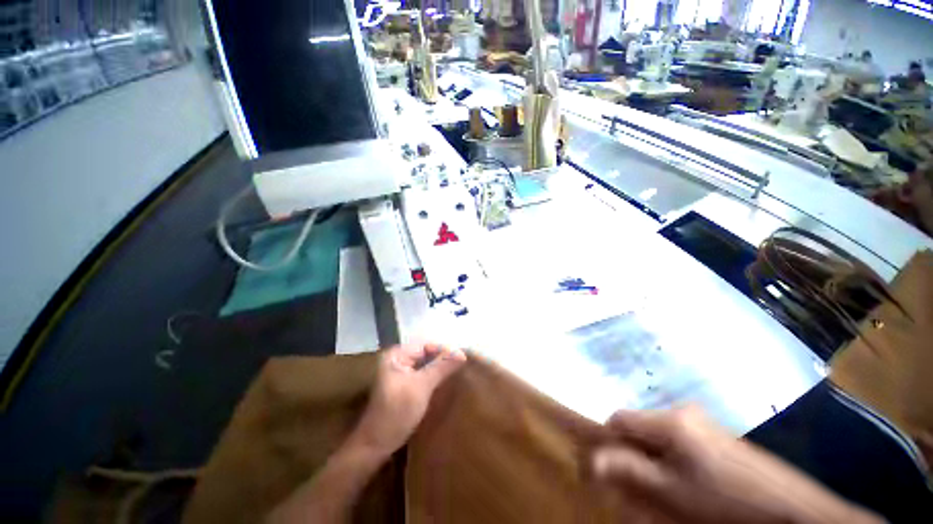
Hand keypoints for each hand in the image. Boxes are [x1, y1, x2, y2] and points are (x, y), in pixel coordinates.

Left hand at [347, 344, 466, 458]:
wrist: (375, 445)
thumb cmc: (396, 412)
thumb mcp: (421, 386)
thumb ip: (441, 367)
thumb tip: (462, 353)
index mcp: (397, 354)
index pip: (426, 345)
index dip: (444, 350)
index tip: (462, 358)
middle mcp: (398, 359)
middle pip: (426, 354)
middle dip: (443, 359)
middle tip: (462, 365)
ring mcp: (400, 373)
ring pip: (426, 365)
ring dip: (440, 368)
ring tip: (458, 372)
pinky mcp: (404, 385)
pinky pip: (423, 375)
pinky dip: (434, 377)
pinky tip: (446, 382)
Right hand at [591, 407, 882, 523]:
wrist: (789, 508)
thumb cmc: (725, 501)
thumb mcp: (671, 491)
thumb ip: (628, 471)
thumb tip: (592, 460)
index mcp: (668, 419)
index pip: (618, 419)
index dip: (609, 442)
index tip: (612, 468)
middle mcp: (681, 411)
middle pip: (638, 426)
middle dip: (632, 453)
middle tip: (641, 485)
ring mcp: (700, 420)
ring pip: (656, 435)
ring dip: (651, 459)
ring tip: (665, 488)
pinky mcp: (714, 432)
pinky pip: (677, 440)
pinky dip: (671, 459)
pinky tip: (686, 482)